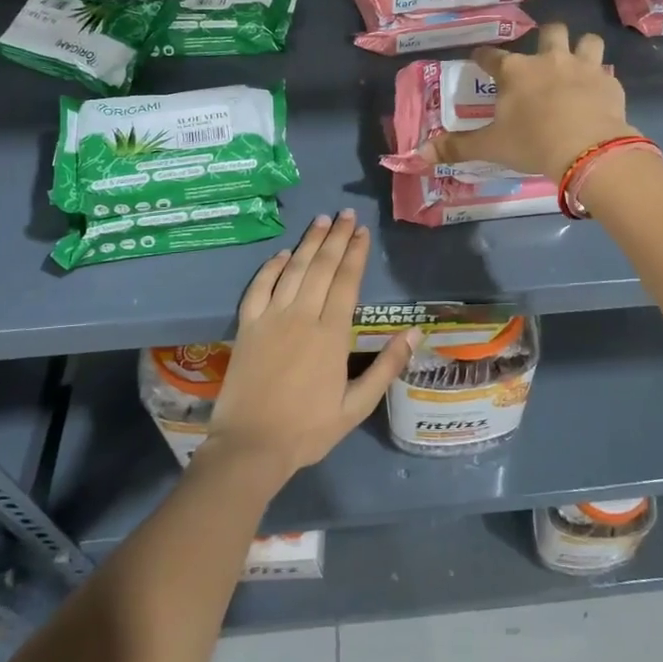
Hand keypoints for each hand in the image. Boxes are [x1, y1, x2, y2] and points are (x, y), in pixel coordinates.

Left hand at [201, 211, 418, 483]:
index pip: (346, 282)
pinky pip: (259, 288)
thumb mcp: (357, 406)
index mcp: (331, 334)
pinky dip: (271, 267)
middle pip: (321, 267)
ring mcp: (271, 319)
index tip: (362, 232)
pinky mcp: (247, 327)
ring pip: (293, 270)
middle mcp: (301, 317)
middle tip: (346, 214)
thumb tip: (414, 332)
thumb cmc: (308, 429)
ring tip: (321, 221)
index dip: (355, 254)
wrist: (250, 447)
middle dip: (336, 238)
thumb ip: (387, 367)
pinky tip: (282, 254)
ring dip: (308, 243)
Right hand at [419, 23, 638, 179]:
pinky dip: (602, 80)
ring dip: (582, 48)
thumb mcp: (490, 147)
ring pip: (587, 41)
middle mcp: (550, 60)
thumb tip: (419, 153)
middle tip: (542, 56)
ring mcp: (584, 68)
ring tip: (578, 63)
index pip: (492, 56)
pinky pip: (607, 72)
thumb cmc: (532, 143)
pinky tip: (598, 93)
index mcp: (516, 72)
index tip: (480, 59)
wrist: (587, 150)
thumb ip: (456, 147)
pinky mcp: (610, 83)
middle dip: (546, 38)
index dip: (484, 57)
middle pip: (550, 32)